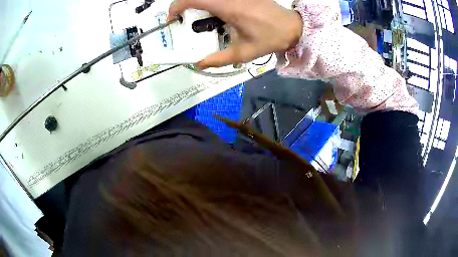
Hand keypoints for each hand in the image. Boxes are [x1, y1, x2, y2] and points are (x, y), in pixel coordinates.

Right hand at [168, 0, 302, 69]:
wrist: (293, 27)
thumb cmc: (270, 38)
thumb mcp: (243, 53)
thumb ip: (219, 59)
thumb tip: (198, 64)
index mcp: (228, 7)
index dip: (176, 6)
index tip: (172, 19)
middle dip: (184, 6)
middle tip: (183, 21)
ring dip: (198, 5)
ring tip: (198, 20)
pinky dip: (210, 5)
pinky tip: (215, 16)